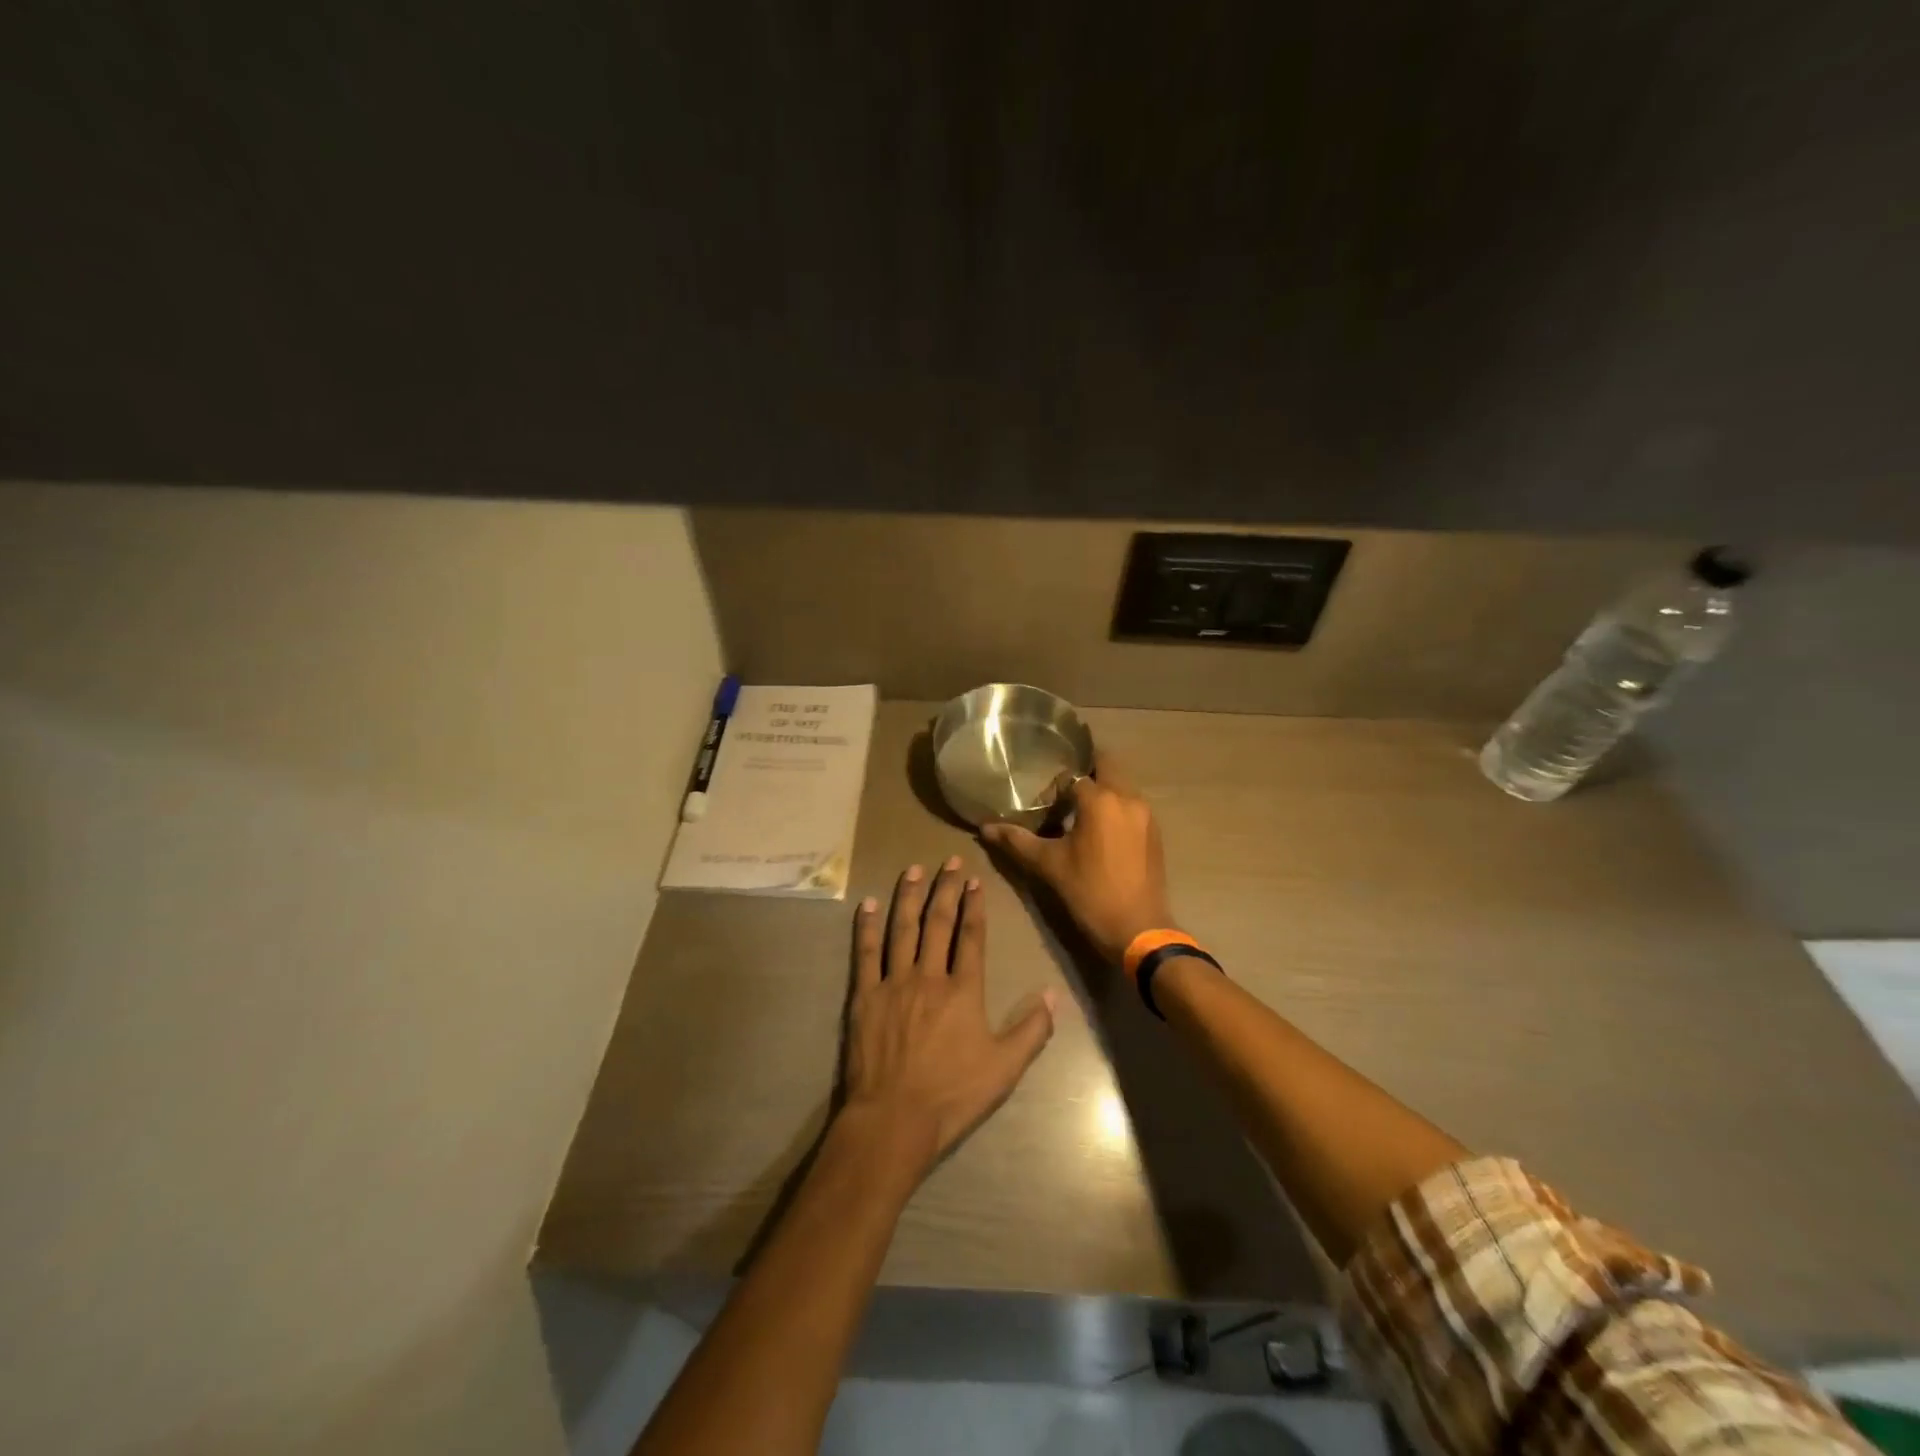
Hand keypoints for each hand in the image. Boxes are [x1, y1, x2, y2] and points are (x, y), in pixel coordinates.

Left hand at [841, 857, 1056, 1180]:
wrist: (893, 1119)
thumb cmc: (952, 1095)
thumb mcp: (1004, 1069)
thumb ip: (1031, 1030)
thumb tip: (1053, 995)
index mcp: (963, 991)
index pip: (970, 937)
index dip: (974, 906)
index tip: (975, 880)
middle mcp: (929, 976)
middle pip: (938, 923)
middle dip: (945, 889)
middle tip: (949, 860)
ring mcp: (893, 983)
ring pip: (902, 929)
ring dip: (909, 896)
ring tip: (914, 869)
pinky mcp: (865, 996)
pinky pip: (865, 953)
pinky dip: (867, 927)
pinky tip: (868, 904)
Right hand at [980, 752, 1174, 964]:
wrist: (1138, 929)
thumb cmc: (1089, 892)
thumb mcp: (1048, 865)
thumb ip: (1017, 841)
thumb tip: (985, 828)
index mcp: (1100, 800)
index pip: (1072, 777)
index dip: (1055, 788)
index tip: (1043, 806)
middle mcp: (1127, 798)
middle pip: (1106, 766)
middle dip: (1085, 772)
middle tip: (1063, 792)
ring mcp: (1146, 814)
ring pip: (1122, 785)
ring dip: (1103, 789)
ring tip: (1080, 812)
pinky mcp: (1155, 832)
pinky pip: (1133, 805)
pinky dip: (1117, 807)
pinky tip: (1102, 832)